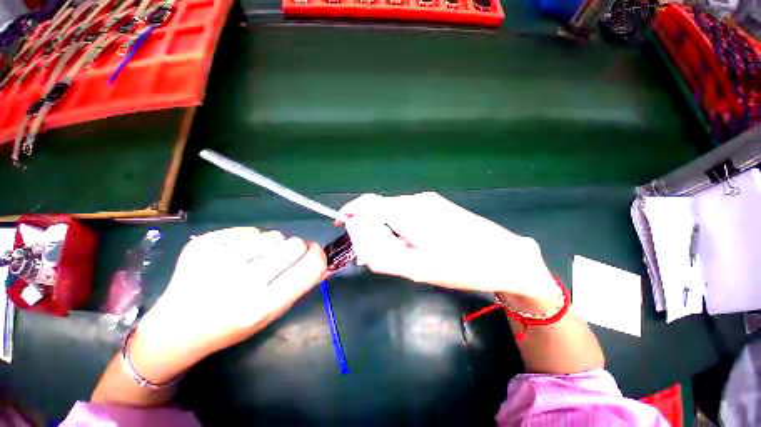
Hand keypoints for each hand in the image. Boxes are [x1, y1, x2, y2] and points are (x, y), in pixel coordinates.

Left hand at [128, 228, 326, 383]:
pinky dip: (249, 241)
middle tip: (279, 261)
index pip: (310, 266)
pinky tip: (233, 257)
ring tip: (253, 261)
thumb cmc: (232, 324)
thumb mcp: (272, 312)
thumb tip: (324, 260)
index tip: (314, 253)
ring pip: (273, 235)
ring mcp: (218, 260)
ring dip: (271, 246)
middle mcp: (241, 282)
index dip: (318, 256)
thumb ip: (301, 284)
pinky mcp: (202, 244)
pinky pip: (249, 231)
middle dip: (294, 250)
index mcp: (262, 305)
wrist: (176, 328)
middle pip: (294, 244)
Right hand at [339, 193, 560, 305]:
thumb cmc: (464, 266)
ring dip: (386, 229)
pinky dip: (400, 226)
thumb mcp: (420, 269)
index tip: (341, 224)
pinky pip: (409, 213)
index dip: (351, 211)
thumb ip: (385, 257)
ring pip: (395, 211)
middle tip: (372, 253)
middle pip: (381, 208)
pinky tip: (412, 244)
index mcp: (410, 212)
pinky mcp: (438, 206)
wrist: (507, 257)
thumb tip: (362, 246)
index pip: (370, 203)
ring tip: (396, 253)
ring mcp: (430, 201)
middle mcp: (417, 200)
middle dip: (370, 227)